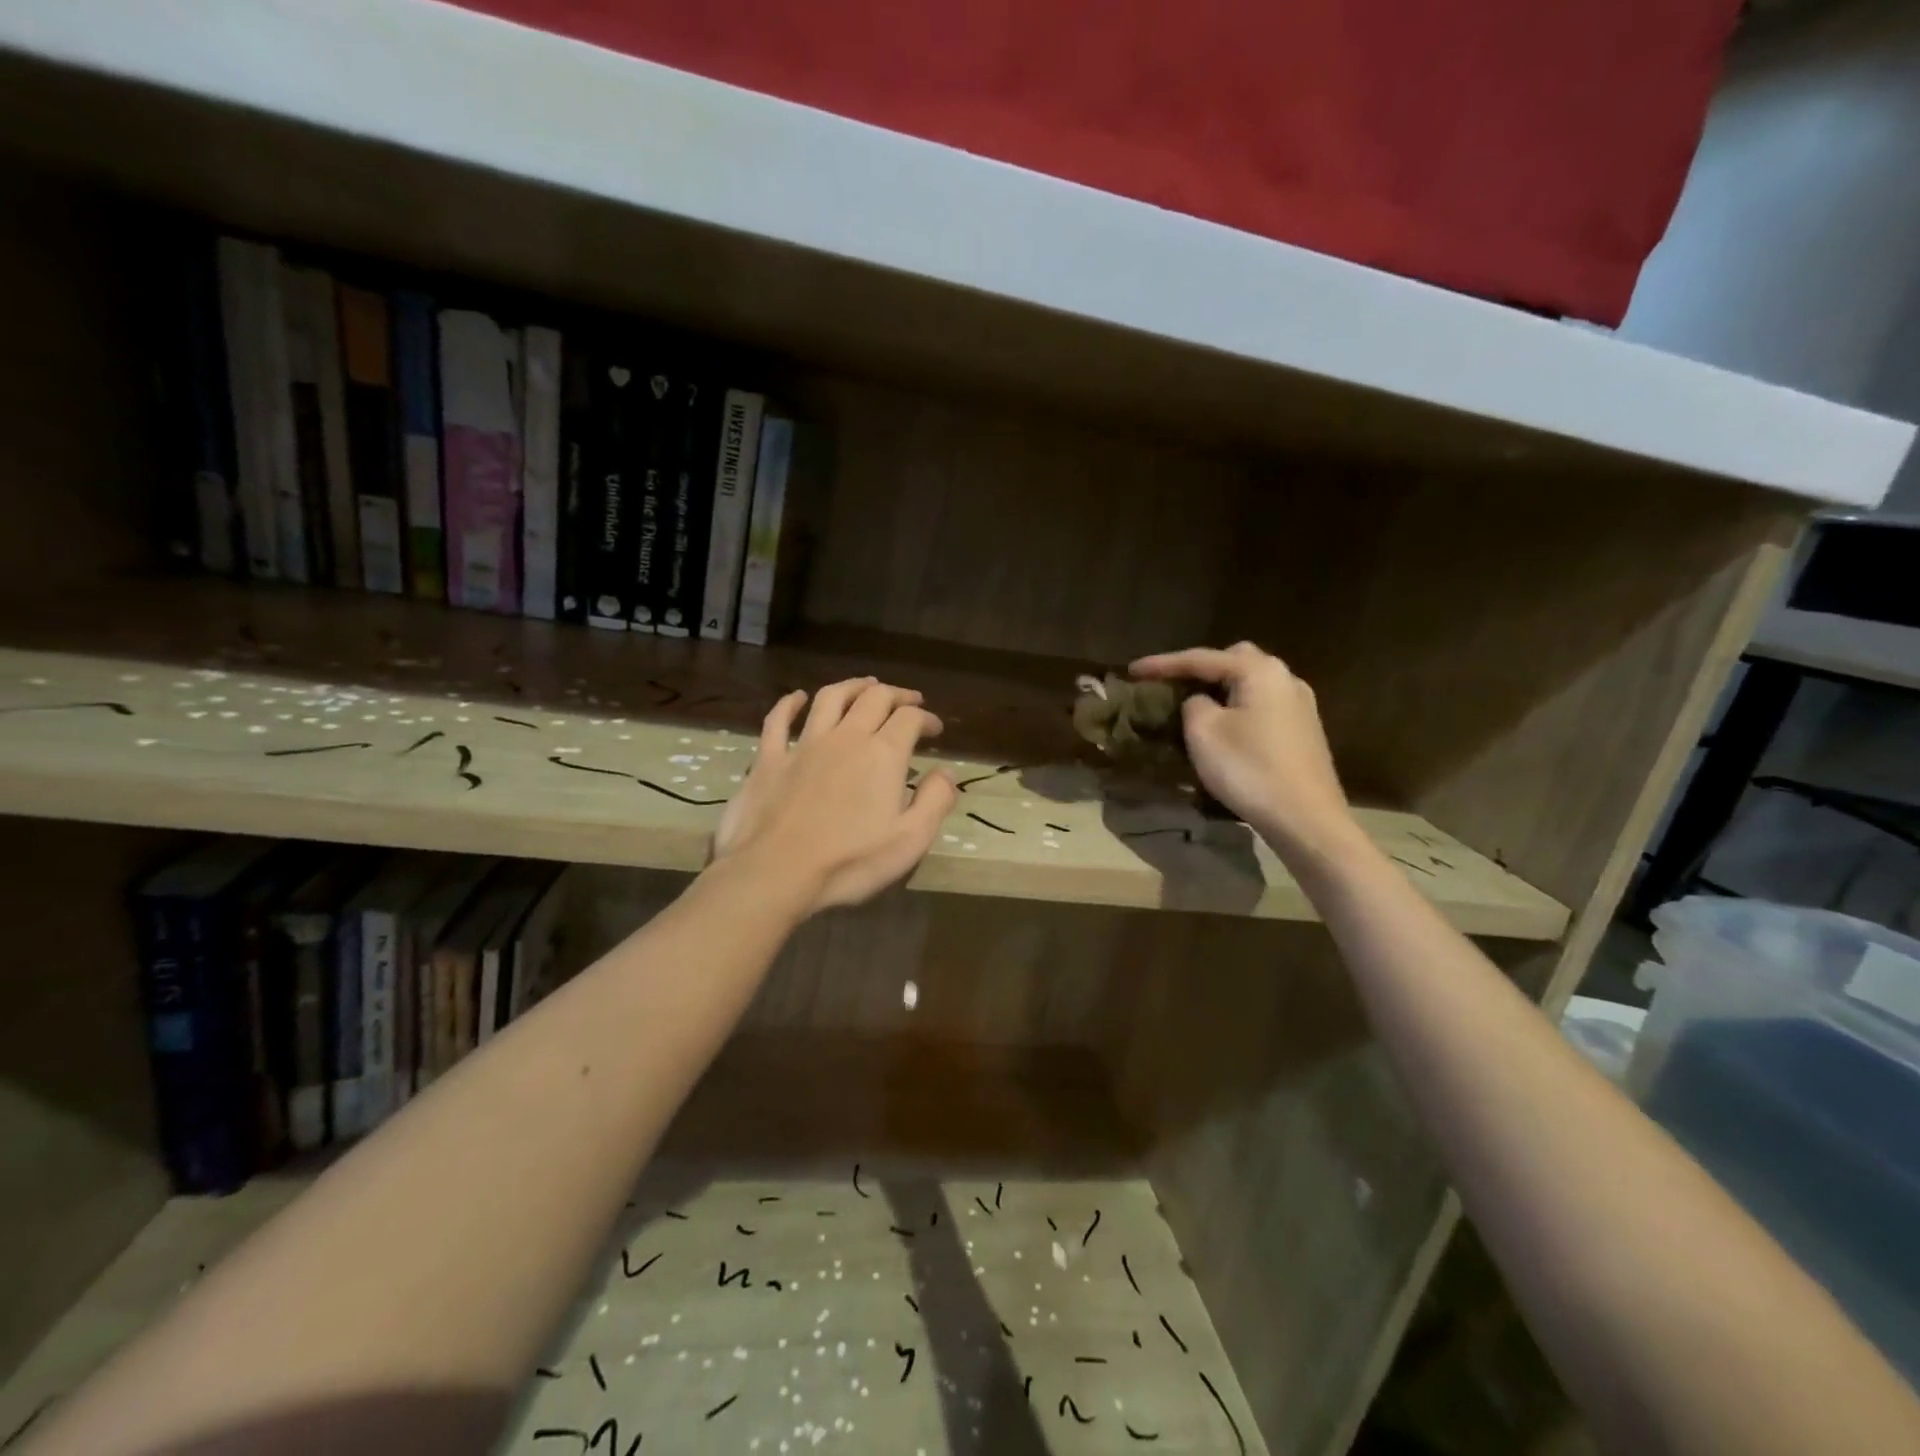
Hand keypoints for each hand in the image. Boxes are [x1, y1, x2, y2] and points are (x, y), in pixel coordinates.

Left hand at [711, 677, 957, 912]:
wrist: (775, 873)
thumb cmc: (849, 862)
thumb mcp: (909, 841)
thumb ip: (935, 801)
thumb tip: (946, 772)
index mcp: (882, 754)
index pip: (910, 719)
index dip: (926, 718)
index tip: (935, 729)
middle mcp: (845, 737)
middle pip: (874, 698)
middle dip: (896, 695)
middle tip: (909, 701)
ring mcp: (804, 744)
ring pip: (830, 698)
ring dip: (852, 686)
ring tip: (865, 686)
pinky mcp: (769, 759)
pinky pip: (778, 720)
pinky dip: (789, 704)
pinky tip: (796, 698)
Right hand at [1130, 643, 1357, 860]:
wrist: (1306, 819)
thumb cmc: (1249, 769)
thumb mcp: (1204, 732)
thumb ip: (1193, 704)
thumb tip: (1201, 701)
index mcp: (1259, 671)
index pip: (1201, 658)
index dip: (1162, 663)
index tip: (1132, 670)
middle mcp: (1285, 678)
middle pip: (1234, 660)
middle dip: (1199, 669)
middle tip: (1171, 684)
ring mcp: (1300, 704)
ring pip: (1250, 683)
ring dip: (1220, 689)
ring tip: (1193, 705)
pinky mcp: (1304, 730)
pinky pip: (1262, 704)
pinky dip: (1238, 706)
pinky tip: (1225, 726)